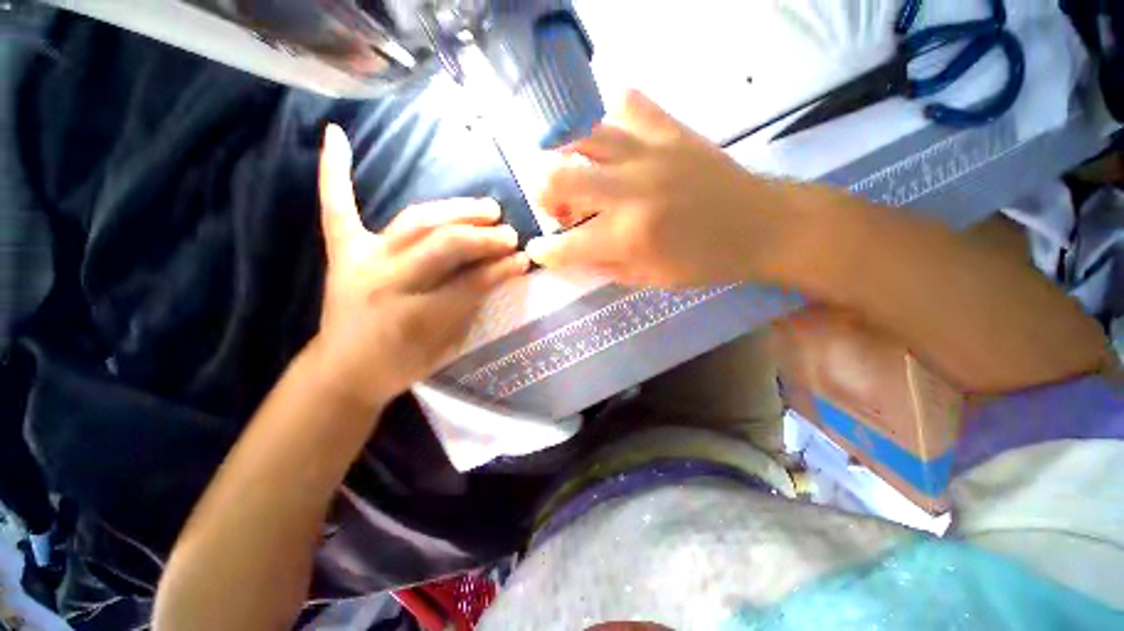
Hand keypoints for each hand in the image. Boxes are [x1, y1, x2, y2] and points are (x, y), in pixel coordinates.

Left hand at [309, 125, 528, 408]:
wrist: (344, 370)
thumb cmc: (402, 363)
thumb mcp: (445, 345)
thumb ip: (471, 306)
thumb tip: (499, 273)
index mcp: (416, 315)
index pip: (471, 283)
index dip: (501, 269)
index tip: (524, 260)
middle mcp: (387, 280)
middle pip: (443, 245)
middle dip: (483, 237)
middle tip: (509, 234)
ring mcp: (361, 260)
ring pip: (415, 222)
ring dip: (455, 210)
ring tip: (486, 207)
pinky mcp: (343, 252)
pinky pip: (338, 208)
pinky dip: (334, 172)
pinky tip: (334, 133)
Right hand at [526, 91, 790, 287]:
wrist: (761, 226)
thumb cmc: (705, 262)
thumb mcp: (650, 279)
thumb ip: (606, 267)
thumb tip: (575, 254)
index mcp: (628, 236)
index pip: (566, 246)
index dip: (544, 252)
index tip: (539, 250)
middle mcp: (631, 191)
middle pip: (558, 178)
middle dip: (544, 195)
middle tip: (559, 207)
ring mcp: (650, 153)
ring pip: (584, 137)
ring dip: (570, 159)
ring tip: (582, 174)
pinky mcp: (670, 130)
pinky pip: (627, 104)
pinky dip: (611, 119)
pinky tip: (616, 140)